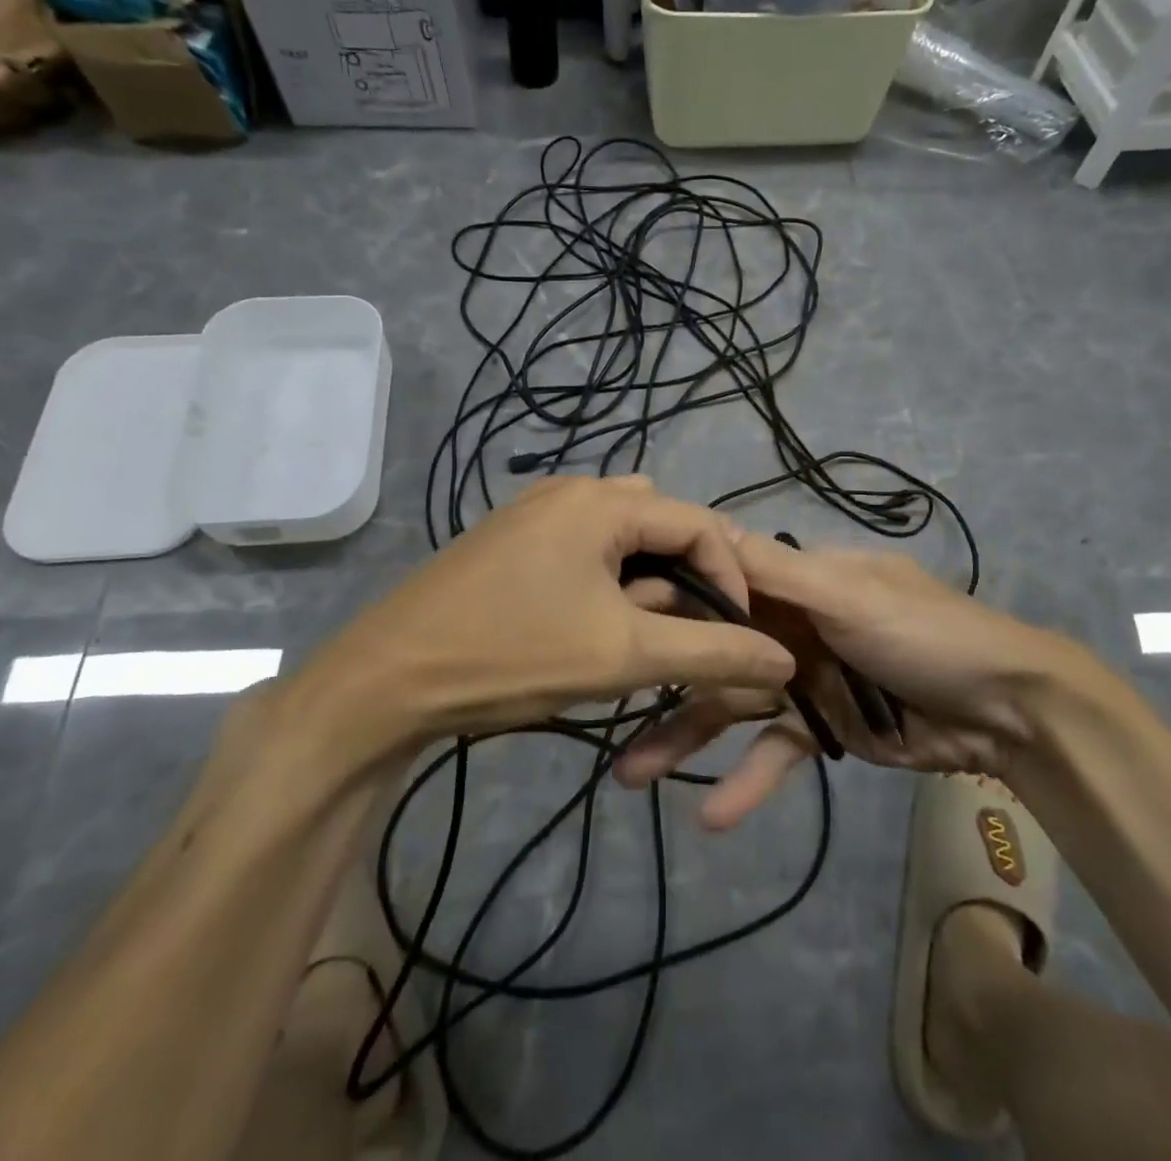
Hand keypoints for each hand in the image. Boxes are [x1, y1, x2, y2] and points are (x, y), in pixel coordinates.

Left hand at [288, 477, 795, 755]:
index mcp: (601, 501)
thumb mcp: (625, 655)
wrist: (387, 680)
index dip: (731, 578)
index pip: (700, 523)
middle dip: (686, 580)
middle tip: (687, 635)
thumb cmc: (514, 654)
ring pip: (621, 543)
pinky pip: (583, 553)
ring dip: (647, 587)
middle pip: (661, 526)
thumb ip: (713, 653)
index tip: (740, 635)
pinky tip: (593, 630)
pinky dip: (608, 586)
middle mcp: (570, 491)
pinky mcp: (510, 542)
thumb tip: (782, 660)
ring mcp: (533, 514)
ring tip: (641, 639)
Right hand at [616, 534, 1115, 826]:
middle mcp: (790, 622)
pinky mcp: (821, 728)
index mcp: (798, 579)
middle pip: (715, 647)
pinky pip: (774, 752)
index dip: (671, 596)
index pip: (721, 580)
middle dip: (664, 676)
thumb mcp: (849, 594)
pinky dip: (749, 782)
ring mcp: (803, 677)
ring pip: (732, 705)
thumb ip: (778, 572)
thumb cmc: (926, 634)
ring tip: (631, 776)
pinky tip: (713, 817)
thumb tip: (707, 528)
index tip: (616, 617)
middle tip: (602, 701)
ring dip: (687, 739)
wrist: (1008, 711)